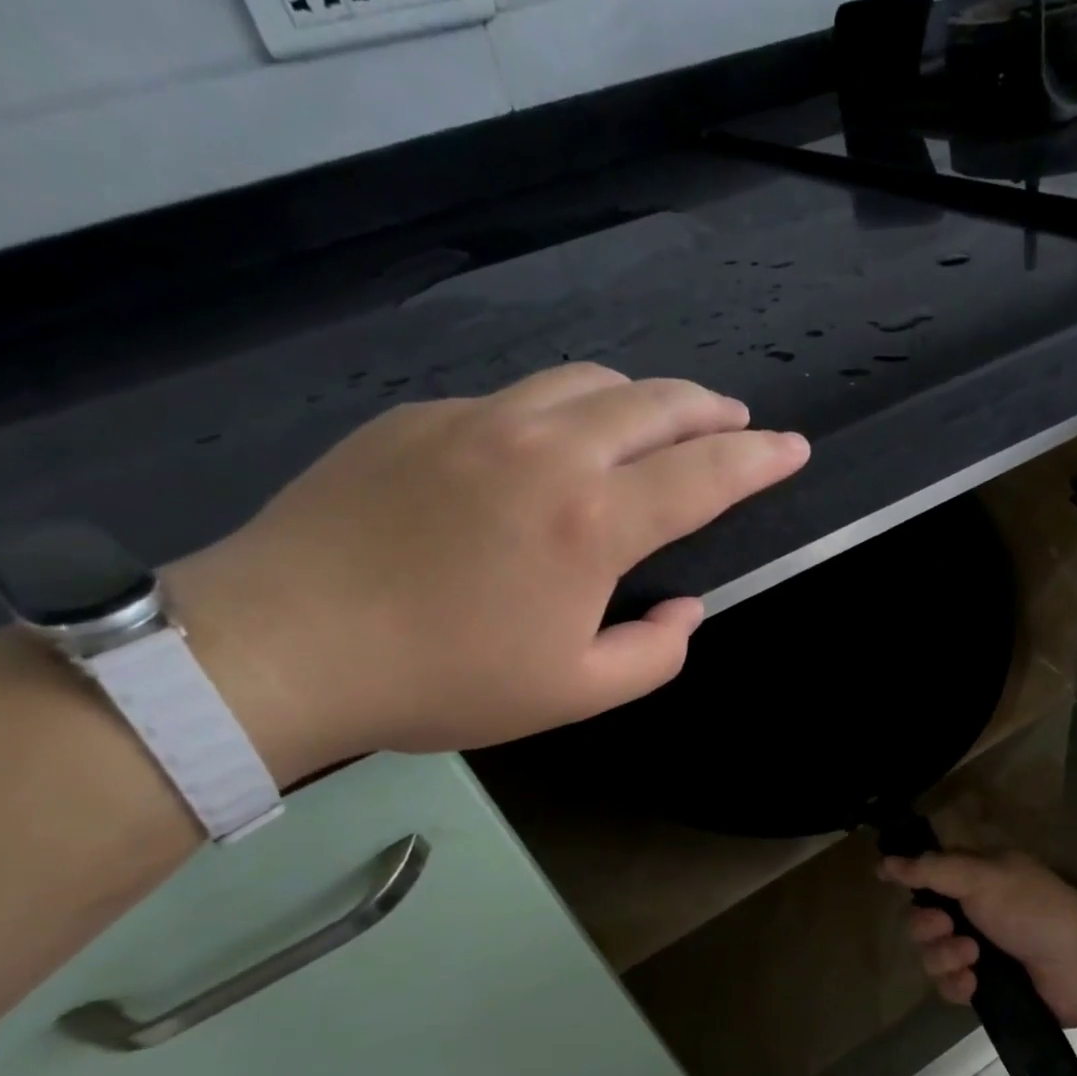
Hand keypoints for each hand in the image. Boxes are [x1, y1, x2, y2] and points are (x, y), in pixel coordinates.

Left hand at [170, 364, 808, 779]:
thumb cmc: (442, 679)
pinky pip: (515, 398)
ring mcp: (478, 422)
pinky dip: (561, 412)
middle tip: (736, 422)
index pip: (706, 474)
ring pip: (587, 381)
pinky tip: (548, 447)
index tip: (793, 447)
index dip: (761, 459)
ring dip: (641, 398)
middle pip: (655, 403)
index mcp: (592, 521)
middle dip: (711, 409)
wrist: (282, 645)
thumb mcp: (574, 694)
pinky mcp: (420, 418)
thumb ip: (653, 652)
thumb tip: (683, 608)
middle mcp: (547, 449)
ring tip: (657, 421)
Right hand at [885, 850, 1076, 1028]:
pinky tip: (972, 983)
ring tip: (970, 959)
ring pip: (933, 953)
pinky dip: (957, 983)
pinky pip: (950, 983)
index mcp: (978, 875)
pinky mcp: (987, 985)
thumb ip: (931, 870)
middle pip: (923, 916)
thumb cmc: (1032, 909)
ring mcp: (981, 948)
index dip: (909, 876)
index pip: (931, 871)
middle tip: (945, 926)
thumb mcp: (982, 878)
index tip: (884, 878)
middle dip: (927, 924)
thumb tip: (885, 861)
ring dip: (943, 956)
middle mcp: (976, 909)